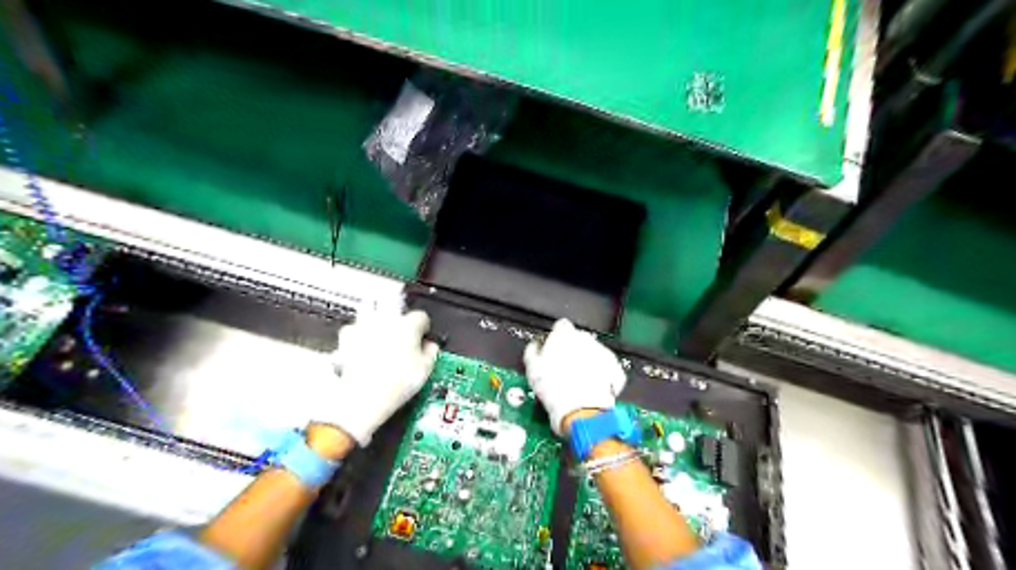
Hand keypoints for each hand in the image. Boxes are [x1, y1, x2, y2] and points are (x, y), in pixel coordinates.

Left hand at [318, 309, 439, 446]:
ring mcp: (362, 329)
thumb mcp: (425, 371)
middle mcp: (384, 321)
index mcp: (407, 326)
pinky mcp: (346, 340)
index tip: (423, 334)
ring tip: (378, 322)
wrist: (362, 398)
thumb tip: (431, 348)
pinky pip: (351, 329)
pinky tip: (359, 342)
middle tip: (398, 316)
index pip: (420, 316)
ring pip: (367, 307)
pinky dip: (355, 334)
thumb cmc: (394, 385)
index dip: (424, 325)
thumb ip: (431, 353)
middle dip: (395, 304)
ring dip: (373, 312)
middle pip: (390, 300)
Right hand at [523, 318, 627, 434]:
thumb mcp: (532, 368)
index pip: (560, 327)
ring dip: (587, 362)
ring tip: (577, 382)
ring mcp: (602, 353)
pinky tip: (592, 386)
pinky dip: (602, 374)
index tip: (553, 350)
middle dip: (572, 352)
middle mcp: (585, 339)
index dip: (556, 339)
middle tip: (563, 370)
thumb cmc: (555, 391)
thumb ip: (533, 351)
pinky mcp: (615, 368)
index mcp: (563, 335)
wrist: (580, 412)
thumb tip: (535, 348)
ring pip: (593, 353)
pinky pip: (607, 367)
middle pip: (578, 340)